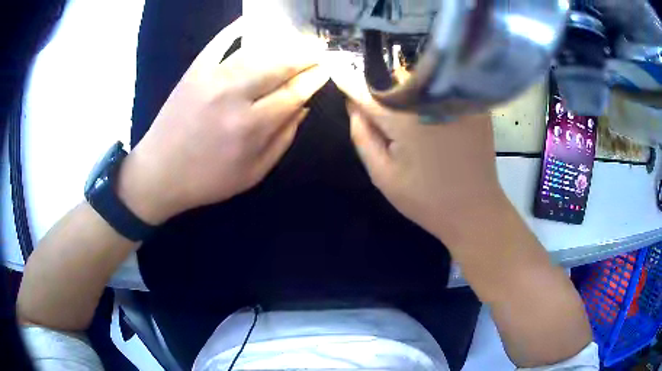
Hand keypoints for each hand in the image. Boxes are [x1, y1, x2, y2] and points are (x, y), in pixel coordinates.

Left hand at [117, 18, 329, 223]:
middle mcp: (234, 96)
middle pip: (279, 65)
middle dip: (305, 55)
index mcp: (251, 127)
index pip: (294, 92)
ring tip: (296, 41)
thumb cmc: (208, 179)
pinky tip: (251, 21)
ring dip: (282, 43)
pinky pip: (219, 42)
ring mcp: (212, 78)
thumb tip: (304, 107)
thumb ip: (283, 139)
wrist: (159, 172)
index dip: (314, 78)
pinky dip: (236, 29)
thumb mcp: (253, 173)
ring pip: (256, 51)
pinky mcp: (195, 70)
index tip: (326, 69)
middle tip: (318, 51)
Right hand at [331, 63, 504, 242]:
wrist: (474, 210)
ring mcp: (458, 97)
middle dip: (380, 83)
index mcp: (405, 117)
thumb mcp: (382, 174)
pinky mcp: (475, 103)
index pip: (367, 90)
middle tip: (374, 94)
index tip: (336, 69)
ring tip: (400, 97)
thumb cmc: (425, 198)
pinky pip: (444, 85)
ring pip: (421, 76)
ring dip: (405, 82)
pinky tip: (429, 103)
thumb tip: (352, 103)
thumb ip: (362, 135)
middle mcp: (432, 97)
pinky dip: (431, 88)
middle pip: (395, 77)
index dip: (350, 81)